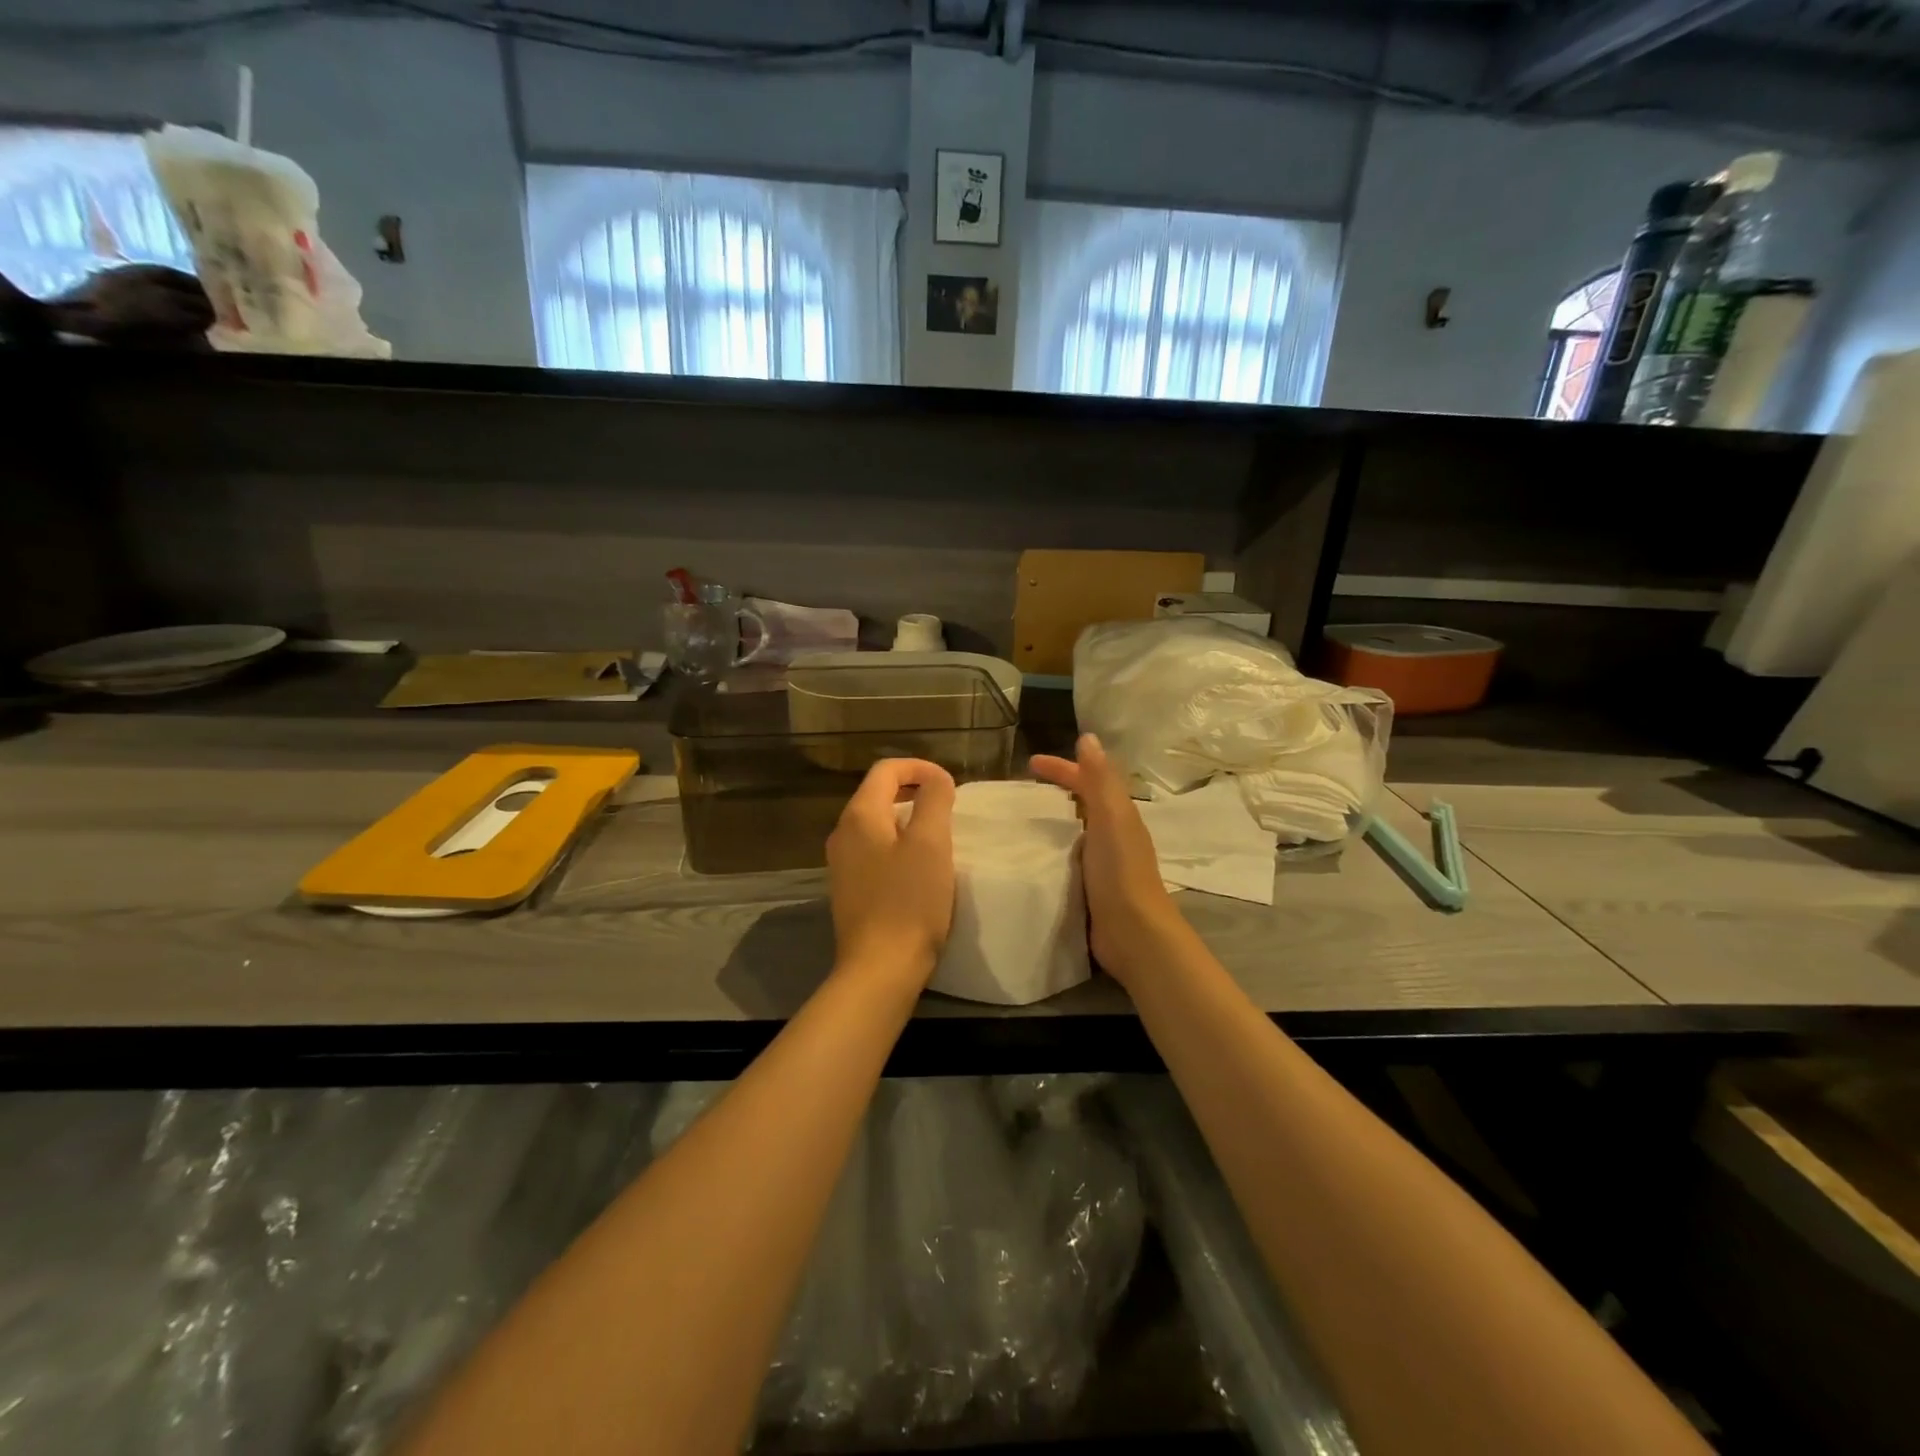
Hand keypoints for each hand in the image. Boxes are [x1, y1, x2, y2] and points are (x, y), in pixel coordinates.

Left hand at [826, 758, 956, 982]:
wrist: (880, 968)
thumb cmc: (909, 901)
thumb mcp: (931, 843)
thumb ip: (934, 800)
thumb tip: (936, 778)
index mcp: (859, 815)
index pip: (886, 770)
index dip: (920, 767)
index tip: (950, 784)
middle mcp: (843, 833)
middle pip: (877, 794)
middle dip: (914, 791)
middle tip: (948, 807)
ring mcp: (842, 863)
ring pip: (876, 824)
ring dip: (908, 819)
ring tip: (938, 836)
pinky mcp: (849, 889)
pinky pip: (874, 851)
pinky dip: (898, 845)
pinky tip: (918, 868)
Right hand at [1030, 734, 1187, 985]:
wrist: (1133, 933)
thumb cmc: (1120, 871)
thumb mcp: (1111, 818)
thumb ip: (1100, 779)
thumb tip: (1088, 737)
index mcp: (1119, 815)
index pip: (1088, 780)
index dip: (1062, 768)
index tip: (1030, 764)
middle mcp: (1113, 835)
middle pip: (1083, 803)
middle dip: (1056, 792)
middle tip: (1020, 793)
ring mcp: (1103, 863)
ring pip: (1075, 831)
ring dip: (1052, 822)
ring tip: (1019, 823)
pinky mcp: (1091, 888)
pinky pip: (1067, 858)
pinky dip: (1051, 851)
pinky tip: (1031, 857)